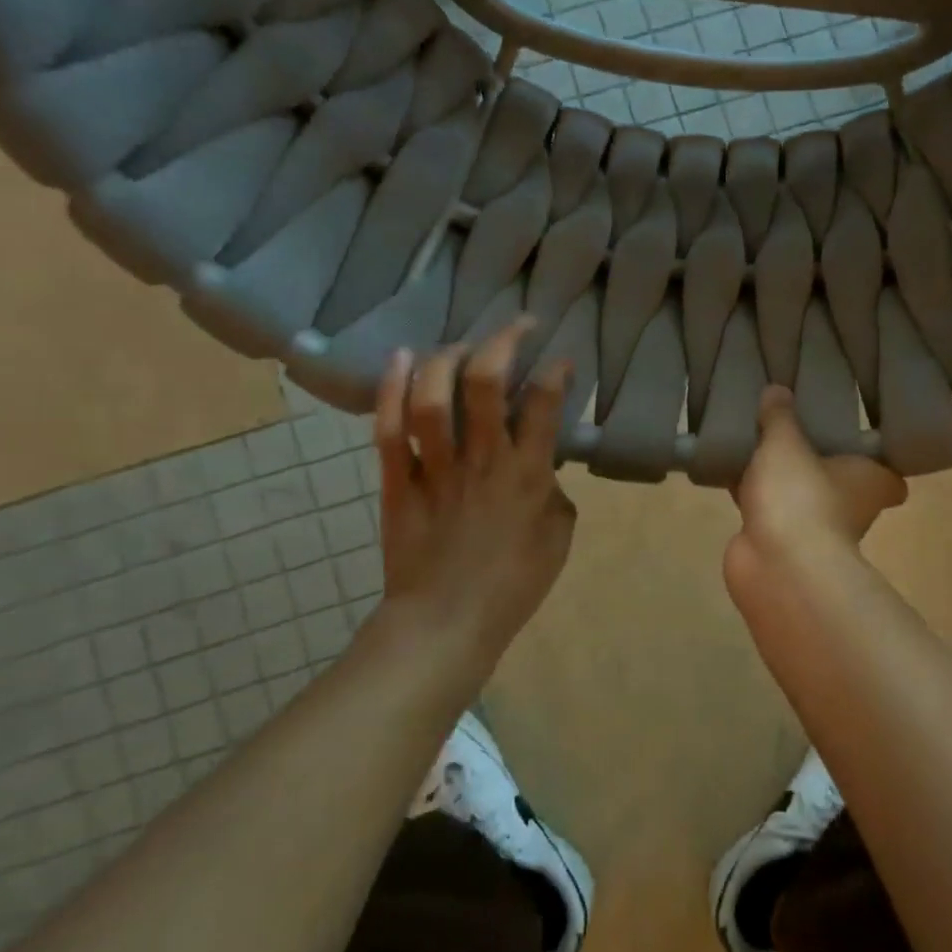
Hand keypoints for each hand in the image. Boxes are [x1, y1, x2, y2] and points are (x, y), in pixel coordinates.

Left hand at [373, 320, 577, 661]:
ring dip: (446, 358)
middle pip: (485, 384)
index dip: (555, 371)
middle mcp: (483, 460)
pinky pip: (390, 428)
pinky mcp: (398, 481)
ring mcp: (436, 468)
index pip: (544, 404)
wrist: (446, 624)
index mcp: (528, 475)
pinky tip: (402, 358)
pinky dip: (392, 388)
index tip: (560, 359)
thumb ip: (554, 494)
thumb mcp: (558, 539)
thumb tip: (544, 467)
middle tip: (516, 326)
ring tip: (461, 345)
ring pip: (433, 397)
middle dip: (502, 342)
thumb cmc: (513, 585)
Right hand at [725, 386, 904, 599]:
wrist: (776, 565)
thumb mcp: (786, 443)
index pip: (889, 474)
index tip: (858, 437)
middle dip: (819, 463)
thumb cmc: (800, 496)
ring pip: (798, 494)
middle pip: (839, 481)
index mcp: (870, 481)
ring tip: (754, 441)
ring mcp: (813, 529)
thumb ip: (780, 416)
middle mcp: (850, 508)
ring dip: (780, 478)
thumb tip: (778, 389)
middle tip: (796, 428)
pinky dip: (751, 495)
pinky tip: (728, 470)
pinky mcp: (778, 542)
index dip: (878, 459)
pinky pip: (766, 508)